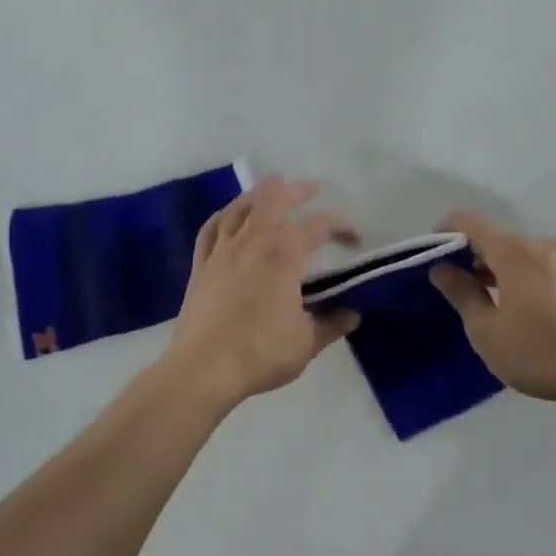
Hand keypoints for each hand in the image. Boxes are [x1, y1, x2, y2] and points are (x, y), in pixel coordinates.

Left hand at [162, 177, 360, 410]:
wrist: (203, 369)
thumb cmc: (260, 353)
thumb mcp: (306, 343)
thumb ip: (331, 325)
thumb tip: (353, 315)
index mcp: (284, 257)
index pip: (318, 227)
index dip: (341, 226)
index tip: (355, 239)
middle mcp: (253, 244)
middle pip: (274, 202)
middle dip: (295, 191)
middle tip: (311, 188)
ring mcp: (222, 252)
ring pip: (240, 209)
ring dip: (259, 194)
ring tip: (272, 187)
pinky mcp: (201, 266)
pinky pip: (211, 229)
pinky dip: (223, 215)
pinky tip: (229, 215)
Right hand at [430, 212, 555, 422]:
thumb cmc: (540, 353)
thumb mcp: (486, 330)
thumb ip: (461, 293)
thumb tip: (441, 269)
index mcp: (514, 252)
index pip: (468, 222)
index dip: (444, 234)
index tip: (433, 260)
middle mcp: (542, 246)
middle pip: (497, 238)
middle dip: (472, 257)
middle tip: (459, 291)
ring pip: (522, 255)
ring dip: (500, 270)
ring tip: (492, 306)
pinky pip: (544, 269)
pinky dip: (525, 280)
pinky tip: (528, 315)